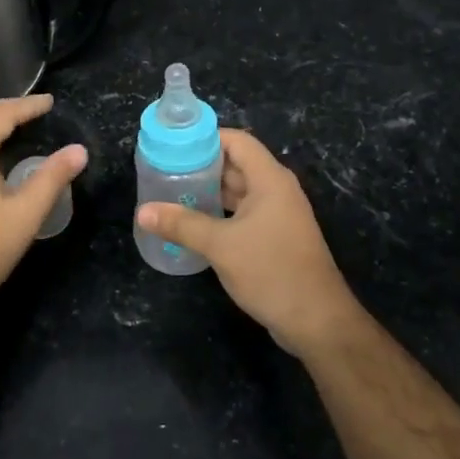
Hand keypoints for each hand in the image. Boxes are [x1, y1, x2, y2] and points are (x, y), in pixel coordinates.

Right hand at [136, 129, 363, 357]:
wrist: (316, 320)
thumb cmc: (271, 271)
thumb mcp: (221, 245)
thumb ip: (181, 224)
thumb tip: (142, 211)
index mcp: (270, 180)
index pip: (237, 141)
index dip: (206, 138)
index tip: (173, 145)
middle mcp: (276, 190)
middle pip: (236, 164)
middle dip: (201, 165)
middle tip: (164, 170)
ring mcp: (277, 215)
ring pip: (238, 191)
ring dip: (208, 191)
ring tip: (171, 193)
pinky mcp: (274, 238)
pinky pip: (242, 214)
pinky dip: (218, 213)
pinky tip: (192, 223)